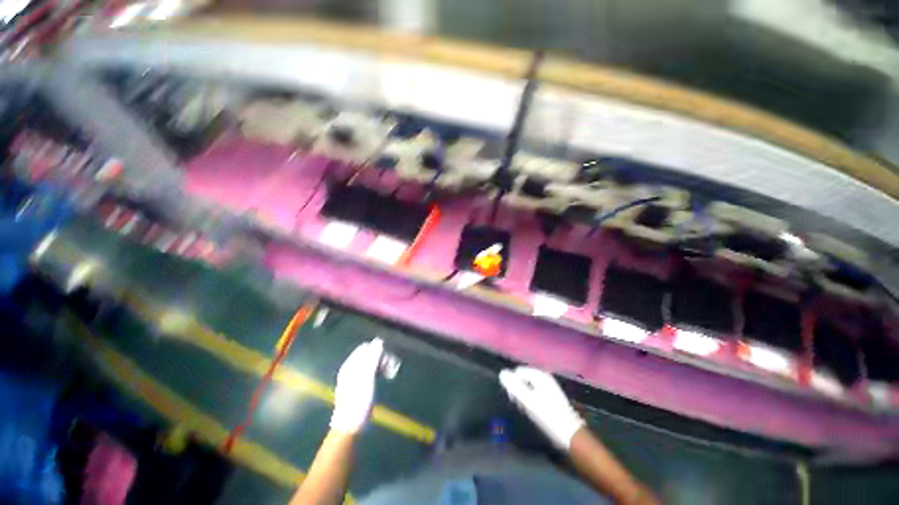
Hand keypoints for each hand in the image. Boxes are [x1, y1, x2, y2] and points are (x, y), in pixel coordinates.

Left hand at [330, 338, 383, 433]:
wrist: (350, 425)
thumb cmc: (358, 401)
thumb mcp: (367, 377)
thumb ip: (372, 357)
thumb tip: (378, 341)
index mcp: (351, 364)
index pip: (367, 347)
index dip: (379, 351)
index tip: (389, 360)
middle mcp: (352, 368)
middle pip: (370, 354)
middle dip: (383, 357)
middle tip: (392, 369)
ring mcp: (356, 376)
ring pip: (373, 362)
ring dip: (384, 364)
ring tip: (392, 374)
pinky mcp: (360, 384)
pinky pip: (373, 370)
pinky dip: (380, 371)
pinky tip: (386, 377)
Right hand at [499, 366, 584, 449]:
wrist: (570, 436)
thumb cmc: (549, 417)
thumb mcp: (529, 401)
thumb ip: (514, 386)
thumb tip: (501, 373)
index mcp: (540, 376)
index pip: (518, 371)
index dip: (512, 383)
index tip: (513, 398)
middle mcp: (545, 378)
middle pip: (523, 378)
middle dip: (517, 389)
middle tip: (518, 404)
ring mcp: (548, 388)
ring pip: (528, 387)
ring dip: (523, 396)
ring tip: (524, 409)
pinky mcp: (550, 398)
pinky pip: (534, 393)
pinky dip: (530, 400)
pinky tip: (531, 411)